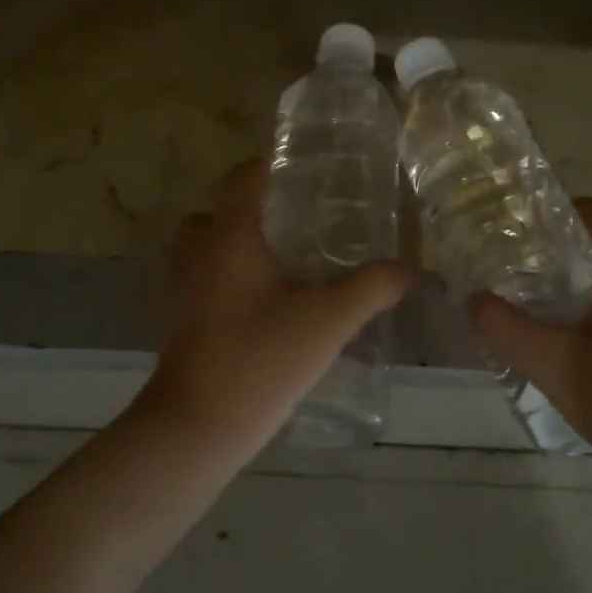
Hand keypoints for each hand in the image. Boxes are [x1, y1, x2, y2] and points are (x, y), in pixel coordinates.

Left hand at [142, 159, 412, 446]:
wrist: (198, 424)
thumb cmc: (260, 358)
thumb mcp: (328, 321)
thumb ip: (371, 288)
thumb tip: (409, 268)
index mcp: (230, 237)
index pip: (241, 179)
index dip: (266, 167)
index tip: (300, 171)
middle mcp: (199, 253)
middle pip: (212, 212)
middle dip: (245, 210)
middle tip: (289, 221)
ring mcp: (183, 288)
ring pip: (200, 248)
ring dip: (229, 245)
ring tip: (276, 260)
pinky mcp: (181, 320)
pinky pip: (200, 281)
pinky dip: (222, 278)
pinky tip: (261, 303)